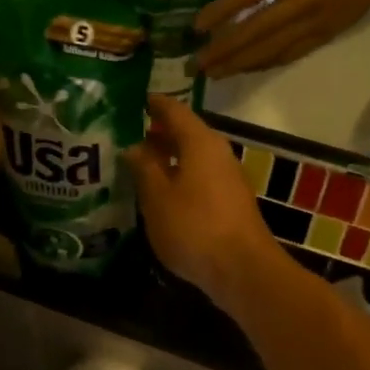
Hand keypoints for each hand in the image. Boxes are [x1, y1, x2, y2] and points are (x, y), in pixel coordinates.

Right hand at [126, 95, 279, 308]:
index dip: (153, 104)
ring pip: (193, 158)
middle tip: (127, 135)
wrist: (242, 269)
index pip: (174, 111)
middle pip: (186, 134)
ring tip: (138, 165)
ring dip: (168, 159)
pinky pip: (200, 178)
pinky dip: (179, 178)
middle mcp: (218, 153)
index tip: (133, 100)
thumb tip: (134, 146)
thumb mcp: (157, 197)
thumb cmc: (194, 227)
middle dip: (158, 133)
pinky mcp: (231, 203)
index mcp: (200, 143)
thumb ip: (144, 168)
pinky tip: (161, 194)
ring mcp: (228, 179)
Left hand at [195, 0, 369, 76]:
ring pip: (270, 50)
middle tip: (196, 66)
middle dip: (224, 51)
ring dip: (238, 64)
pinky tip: (244, 69)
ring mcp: (314, 22)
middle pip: (256, 32)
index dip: (222, 13)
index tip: (197, 28)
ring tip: (213, 73)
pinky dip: (263, 63)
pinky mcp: (324, 37)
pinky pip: (287, 55)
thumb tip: (236, 7)